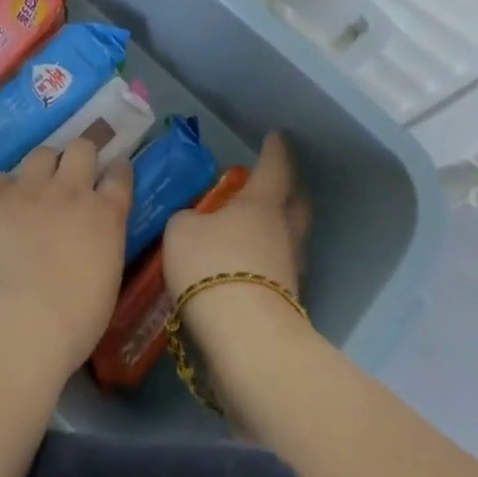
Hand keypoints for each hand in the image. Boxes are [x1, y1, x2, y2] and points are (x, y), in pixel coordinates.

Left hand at [0, 139, 133, 372]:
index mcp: (105, 216)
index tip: (115, 172)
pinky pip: (0, 179)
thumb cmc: (69, 324)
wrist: (10, 325)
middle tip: (74, 173)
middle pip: (82, 148)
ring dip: (43, 167)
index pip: (120, 176)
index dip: (118, 170)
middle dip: (81, 155)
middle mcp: (70, 191)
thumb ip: (101, 251)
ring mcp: (29, 190)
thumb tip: (91, 245)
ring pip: (42, 154)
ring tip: (35, 188)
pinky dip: (3, 191)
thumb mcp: (104, 286)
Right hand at [162, 132, 309, 302]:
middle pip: (296, 204)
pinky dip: (264, 267)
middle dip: (288, 191)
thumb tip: (194, 222)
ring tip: (251, 232)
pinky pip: (276, 273)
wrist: (246, 341)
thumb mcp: (181, 231)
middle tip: (274, 184)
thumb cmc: (213, 267)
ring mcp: (289, 271)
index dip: (275, 149)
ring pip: (289, 241)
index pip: (274, 166)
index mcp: (261, 203)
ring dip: (276, 233)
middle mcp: (283, 232)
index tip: (277, 135)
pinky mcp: (286, 306)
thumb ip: (187, 219)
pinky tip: (244, 271)